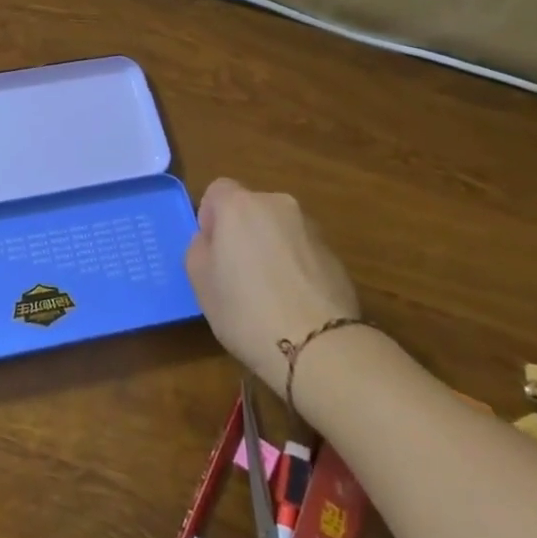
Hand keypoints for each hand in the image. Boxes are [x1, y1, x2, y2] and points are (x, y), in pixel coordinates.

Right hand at [184, 179, 360, 403]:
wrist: (319, 347)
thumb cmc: (245, 309)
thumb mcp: (199, 280)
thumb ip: (200, 248)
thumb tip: (214, 242)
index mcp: (240, 205)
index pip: (217, 190)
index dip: (210, 217)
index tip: (212, 251)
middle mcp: (278, 205)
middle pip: (251, 209)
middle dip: (242, 232)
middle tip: (236, 273)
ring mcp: (312, 229)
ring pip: (279, 230)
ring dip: (271, 248)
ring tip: (270, 293)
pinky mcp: (337, 256)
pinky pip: (303, 252)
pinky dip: (295, 267)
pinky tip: (294, 303)